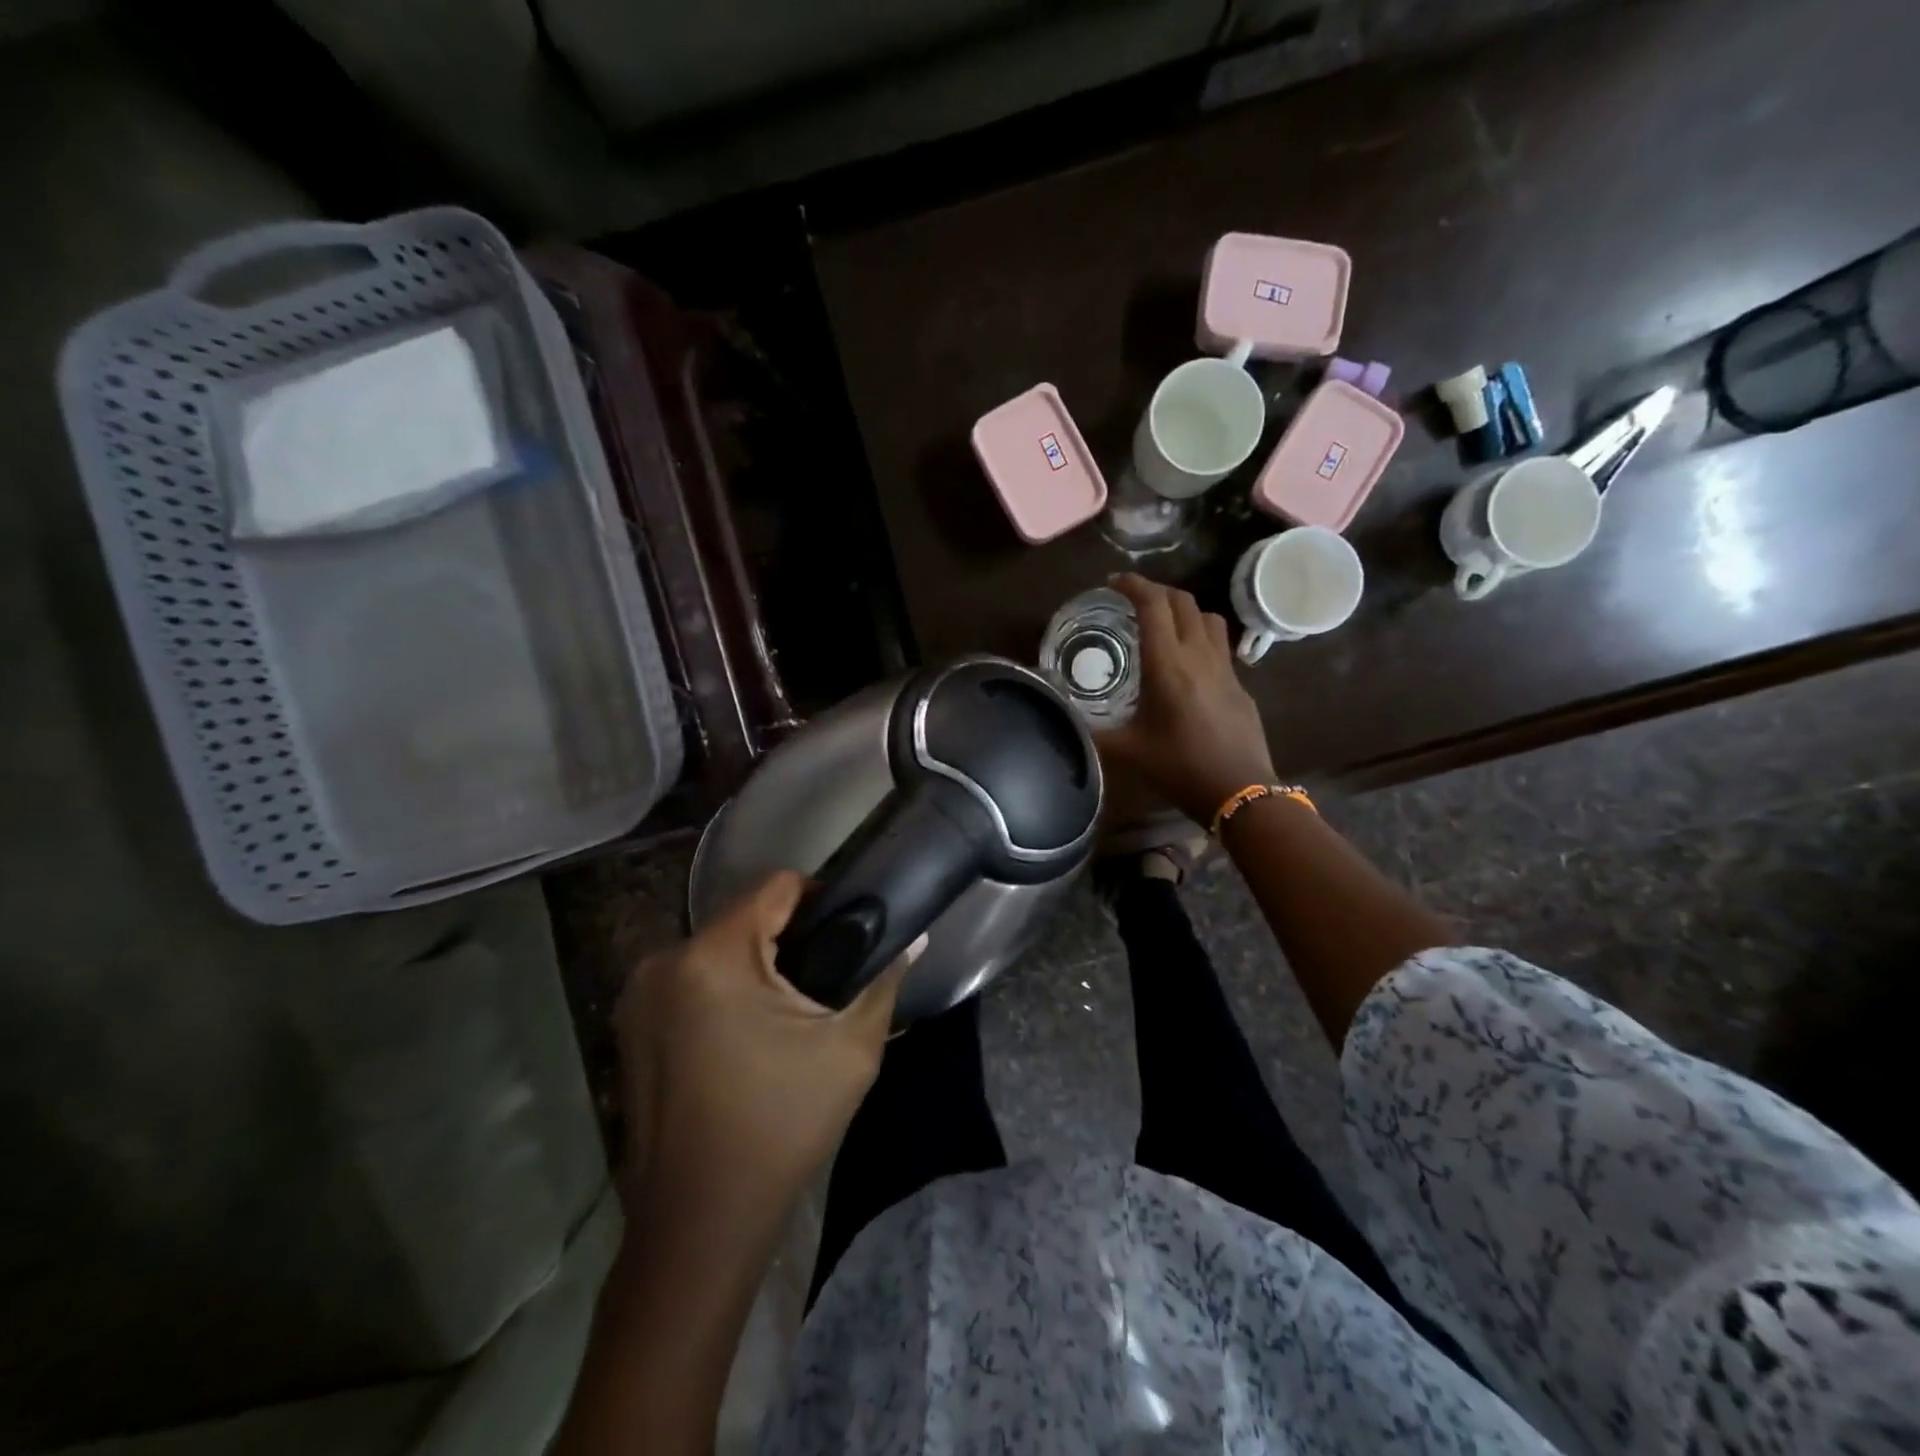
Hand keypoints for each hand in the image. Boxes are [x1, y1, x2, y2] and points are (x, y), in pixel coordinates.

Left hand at [612, 871, 902, 1229]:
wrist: (700, 1224)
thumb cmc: (781, 1126)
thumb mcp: (850, 1049)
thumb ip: (883, 980)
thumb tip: (917, 938)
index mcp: (713, 956)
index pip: (775, 887)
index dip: (819, 896)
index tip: (847, 929)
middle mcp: (664, 962)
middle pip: (743, 917)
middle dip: (788, 937)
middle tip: (827, 975)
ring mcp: (638, 997)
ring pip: (716, 949)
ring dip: (755, 965)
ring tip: (792, 1008)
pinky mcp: (629, 1028)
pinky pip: (690, 982)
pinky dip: (724, 990)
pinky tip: (750, 1035)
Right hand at [1099, 573, 1276, 825]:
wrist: (1241, 791)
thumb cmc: (1181, 768)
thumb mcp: (1129, 751)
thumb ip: (1094, 733)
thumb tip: (1065, 722)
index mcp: (1167, 664)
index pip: (1153, 605)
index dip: (1133, 585)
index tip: (1113, 582)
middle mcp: (1198, 655)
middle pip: (1182, 601)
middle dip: (1156, 591)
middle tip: (1133, 601)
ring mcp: (1225, 667)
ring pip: (1207, 617)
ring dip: (1183, 609)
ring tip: (1163, 623)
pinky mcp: (1239, 683)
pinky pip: (1220, 644)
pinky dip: (1200, 635)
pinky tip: (1187, 661)